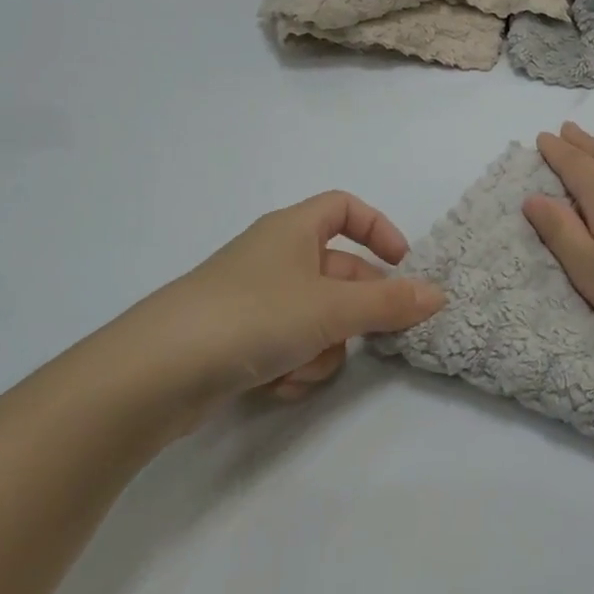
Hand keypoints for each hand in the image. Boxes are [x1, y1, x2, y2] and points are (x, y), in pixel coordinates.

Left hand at [98, 192, 444, 426]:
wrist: (156, 373)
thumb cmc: (253, 316)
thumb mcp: (331, 307)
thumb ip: (389, 303)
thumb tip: (438, 295)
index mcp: (292, 230)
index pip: (344, 208)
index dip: (378, 229)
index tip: (403, 263)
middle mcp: (274, 258)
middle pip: (338, 274)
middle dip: (355, 311)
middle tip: (374, 338)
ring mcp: (254, 301)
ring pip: (317, 318)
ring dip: (322, 348)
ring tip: (301, 366)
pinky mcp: (238, 341)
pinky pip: (288, 346)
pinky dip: (292, 366)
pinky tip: (277, 385)